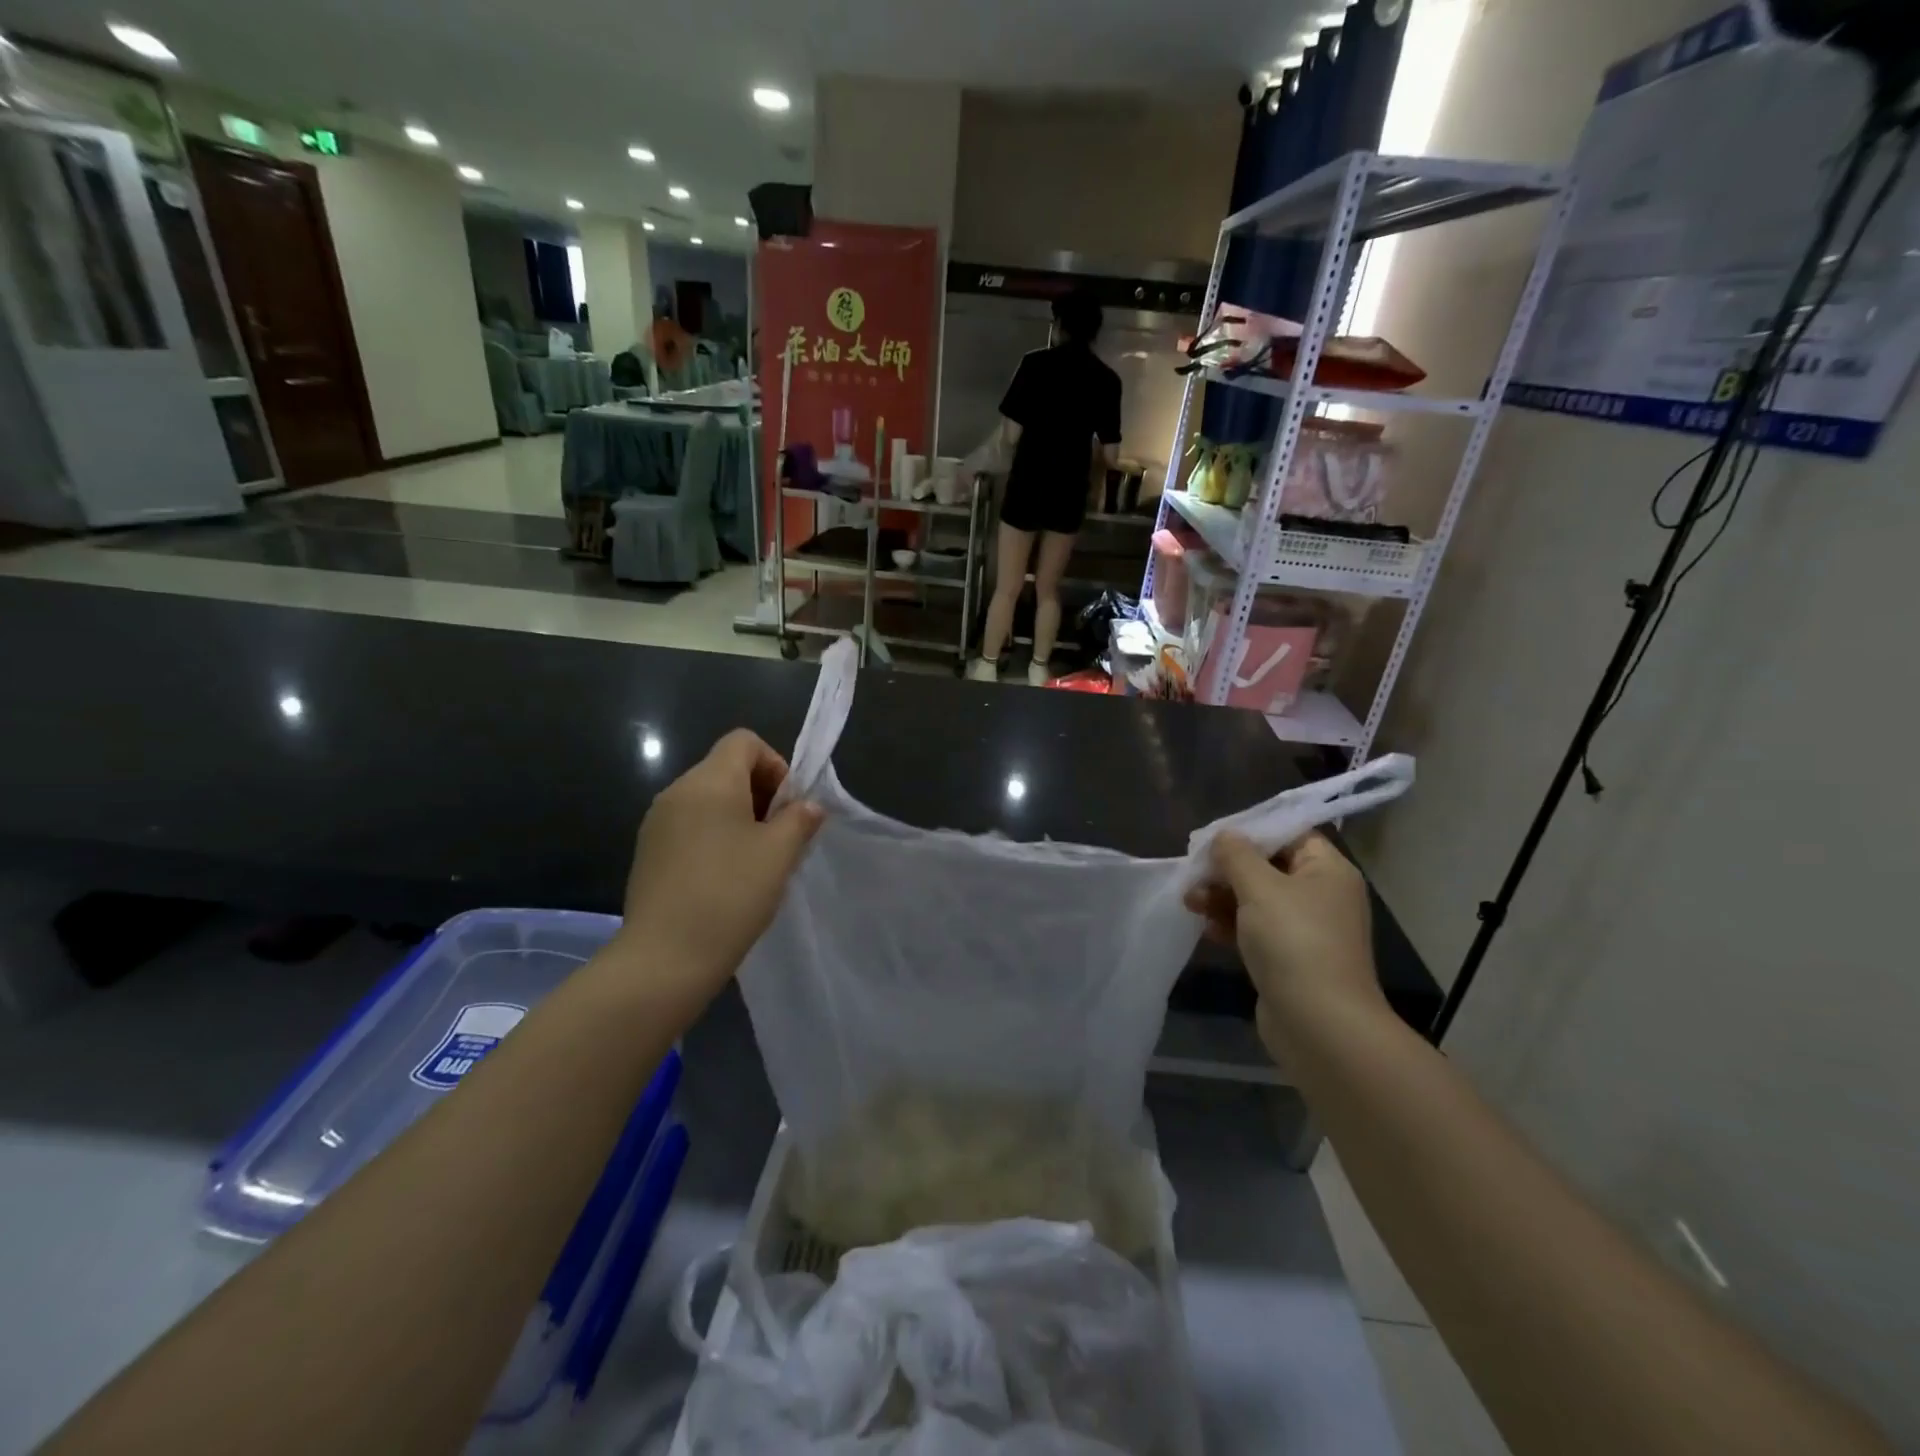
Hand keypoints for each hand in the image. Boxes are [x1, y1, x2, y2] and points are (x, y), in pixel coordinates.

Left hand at [618, 729, 823, 1003]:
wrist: (665, 957)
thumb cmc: (730, 895)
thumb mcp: (780, 854)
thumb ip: (800, 819)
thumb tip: (808, 805)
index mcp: (710, 781)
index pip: (744, 742)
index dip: (775, 764)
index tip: (788, 806)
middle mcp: (677, 791)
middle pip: (726, 768)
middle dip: (760, 793)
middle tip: (779, 836)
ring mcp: (657, 822)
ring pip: (707, 799)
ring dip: (738, 817)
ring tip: (755, 860)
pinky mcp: (648, 852)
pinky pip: (689, 825)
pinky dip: (713, 836)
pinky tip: (725, 877)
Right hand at [1184, 832, 1387, 1058]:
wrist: (1320, 1025)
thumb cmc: (1294, 942)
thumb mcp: (1259, 887)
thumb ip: (1236, 855)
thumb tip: (1224, 836)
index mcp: (1328, 870)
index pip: (1290, 834)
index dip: (1251, 832)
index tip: (1213, 838)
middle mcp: (1322, 896)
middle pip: (1269, 867)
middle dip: (1228, 870)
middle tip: (1194, 873)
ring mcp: (1307, 930)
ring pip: (1258, 900)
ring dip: (1222, 898)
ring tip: (1190, 902)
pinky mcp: (1290, 959)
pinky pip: (1256, 930)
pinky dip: (1231, 925)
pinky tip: (1206, 928)